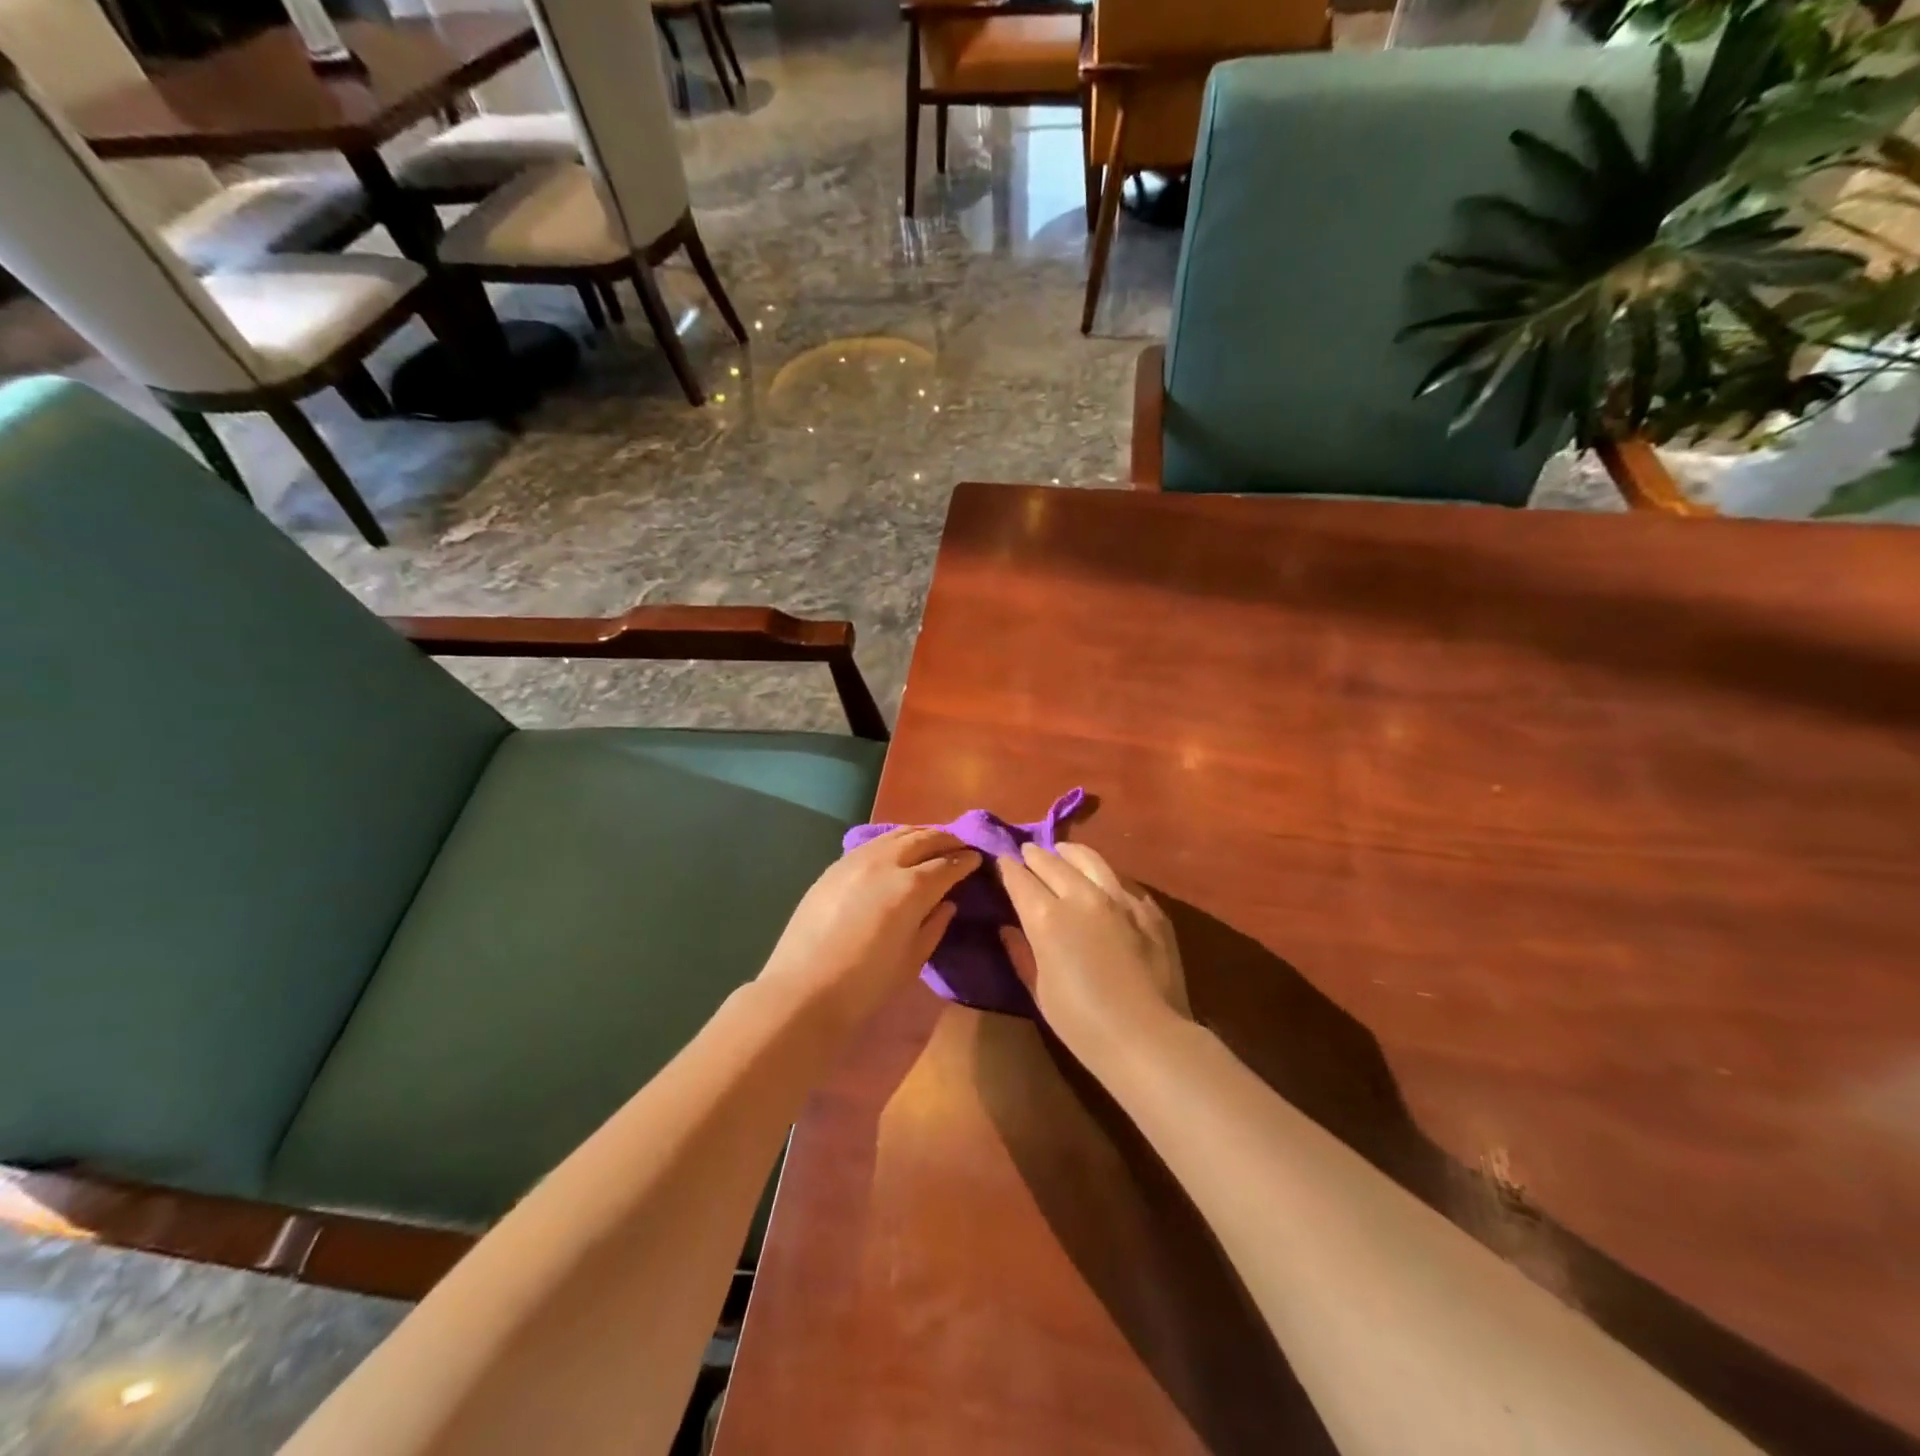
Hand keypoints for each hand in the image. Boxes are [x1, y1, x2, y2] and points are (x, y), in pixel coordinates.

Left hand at [758, 827, 978, 1035]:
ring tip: (932, 841)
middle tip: (961, 845)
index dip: (965, 861)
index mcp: (911, 888)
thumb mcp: (912, 959)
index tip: (978, 859)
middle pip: (923, 839)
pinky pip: (872, 843)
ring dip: (920, 834)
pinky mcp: (835, 866)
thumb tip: (946, 902)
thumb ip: (934, 925)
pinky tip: (896, 849)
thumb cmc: (866, 984)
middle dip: (946, 840)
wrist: (803, 990)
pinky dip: (892, 840)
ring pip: (896, 834)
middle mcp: (886, 863)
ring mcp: (856, 860)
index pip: (947, 865)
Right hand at [997, 842, 1190, 1063]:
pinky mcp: (1148, 908)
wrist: (1146, 1037)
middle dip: (1035, 855)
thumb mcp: (1039, 991)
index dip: (1007, 868)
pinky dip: (1104, 876)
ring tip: (1063, 852)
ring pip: (1090, 859)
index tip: (1001, 861)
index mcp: (1047, 917)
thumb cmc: (1082, 1023)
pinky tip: (1102, 882)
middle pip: (1052, 862)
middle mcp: (1081, 896)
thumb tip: (1008, 929)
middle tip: (1027, 853)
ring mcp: (1119, 898)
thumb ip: (1021, 953)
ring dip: (1070, 854)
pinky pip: (1121, 881)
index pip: (1020, 878)